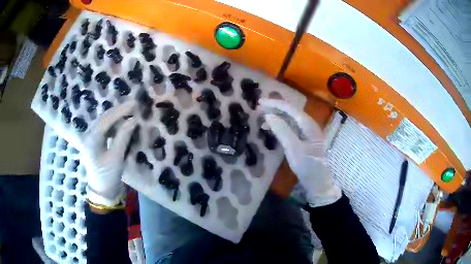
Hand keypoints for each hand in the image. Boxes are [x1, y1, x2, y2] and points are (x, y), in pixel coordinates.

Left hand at [82, 101, 137, 205]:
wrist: (103, 192)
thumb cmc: (108, 176)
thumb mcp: (116, 157)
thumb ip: (123, 137)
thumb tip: (133, 120)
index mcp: (91, 139)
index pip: (106, 119)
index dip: (120, 110)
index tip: (134, 104)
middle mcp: (89, 135)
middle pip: (104, 118)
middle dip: (119, 111)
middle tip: (133, 104)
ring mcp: (92, 139)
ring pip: (105, 122)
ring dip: (117, 116)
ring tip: (130, 111)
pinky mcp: (96, 144)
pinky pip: (105, 129)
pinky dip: (115, 125)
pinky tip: (122, 123)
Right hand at [259, 99, 340, 206]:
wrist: (318, 182)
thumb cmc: (308, 166)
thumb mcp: (294, 149)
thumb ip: (282, 131)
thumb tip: (268, 115)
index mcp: (309, 125)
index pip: (290, 108)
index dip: (275, 103)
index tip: (260, 102)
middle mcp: (309, 125)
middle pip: (291, 111)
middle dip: (275, 108)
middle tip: (259, 108)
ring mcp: (307, 132)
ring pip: (290, 119)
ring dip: (277, 116)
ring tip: (263, 119)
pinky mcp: (304, 139)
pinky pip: (290, 127)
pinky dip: (280, 126)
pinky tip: (272, 129)